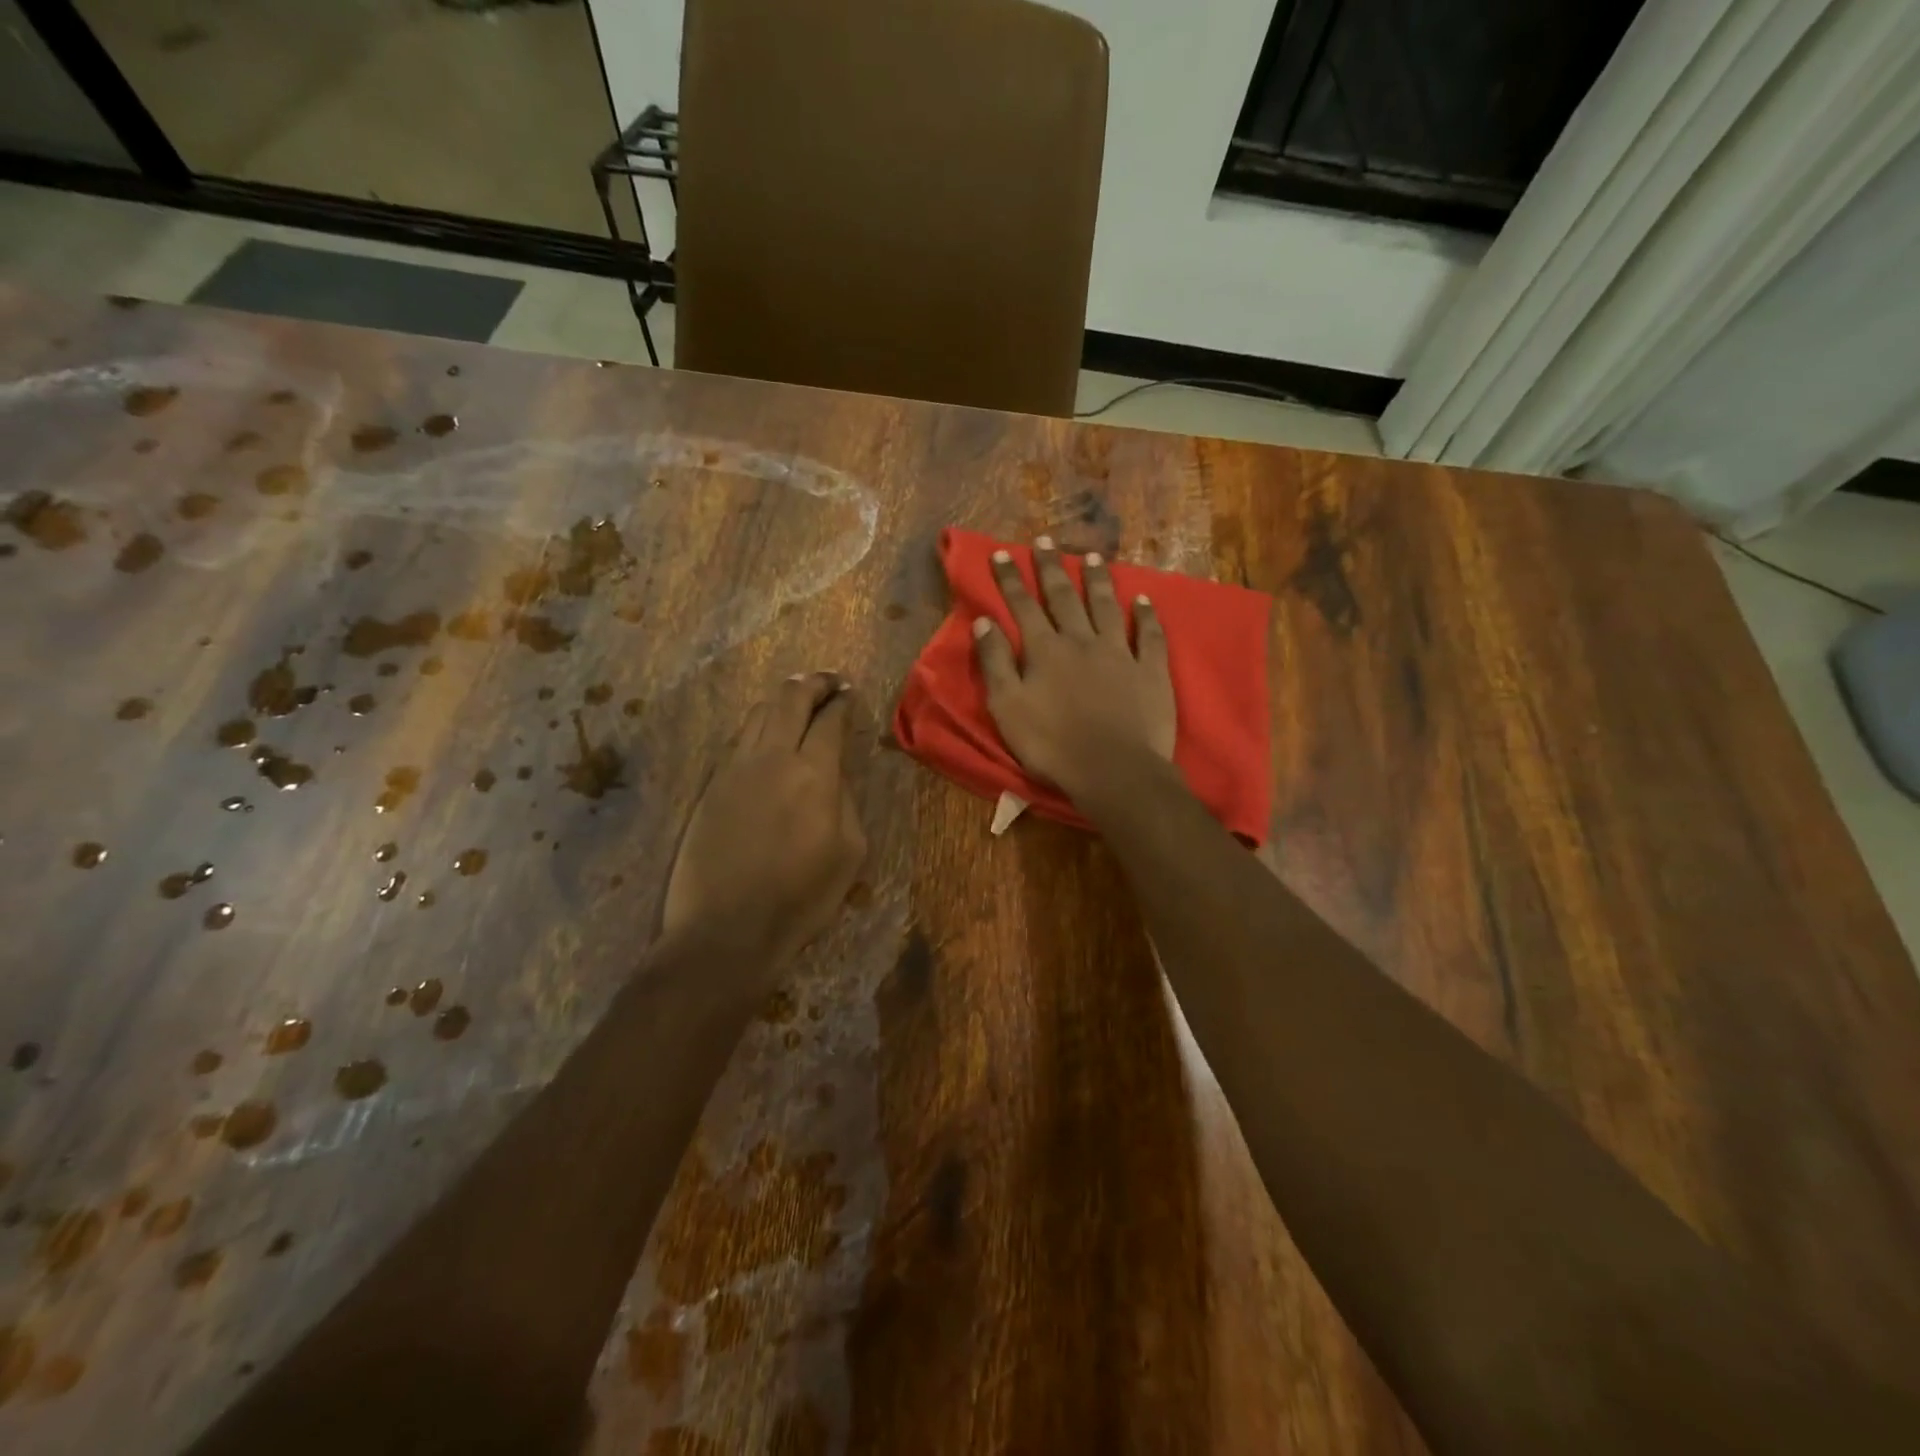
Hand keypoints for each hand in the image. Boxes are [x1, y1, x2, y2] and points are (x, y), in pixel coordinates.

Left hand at [663, 673, 865, 962]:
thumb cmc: (800, 898)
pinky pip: (737, 741)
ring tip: (796, 704)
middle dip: (812, 683)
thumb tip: (833, 774)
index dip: (842, 701)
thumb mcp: (849, 852)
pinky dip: (758, 728)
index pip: (830, 719)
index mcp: (813, 774)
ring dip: (781, 701)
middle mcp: (771, 758)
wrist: (725, 930)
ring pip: (757, 713)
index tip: (850, 693)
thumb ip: (845, 801)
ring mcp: (734, 770)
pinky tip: (766, 739)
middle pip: (789, 698)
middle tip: (827, 682)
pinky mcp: (710, 787)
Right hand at [974, 538, 1174, 803]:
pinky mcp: (1150, 671)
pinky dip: (1146, 615)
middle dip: (1051, 567)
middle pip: (1064, 596)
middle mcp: (1081, 641)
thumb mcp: (1007, 708)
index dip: (1011, 579)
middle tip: (1044, 540)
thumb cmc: (1052, 745)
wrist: (1113, 770)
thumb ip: (994, 663)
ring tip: (1092, 557)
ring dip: (1097, 580)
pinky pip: (1150, 635)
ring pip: (1106, 606)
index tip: (1002, 553)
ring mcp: (1120, 653)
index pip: (1023, 606)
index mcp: (1045, 650)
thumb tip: (983, 622)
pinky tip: (1144, 600)